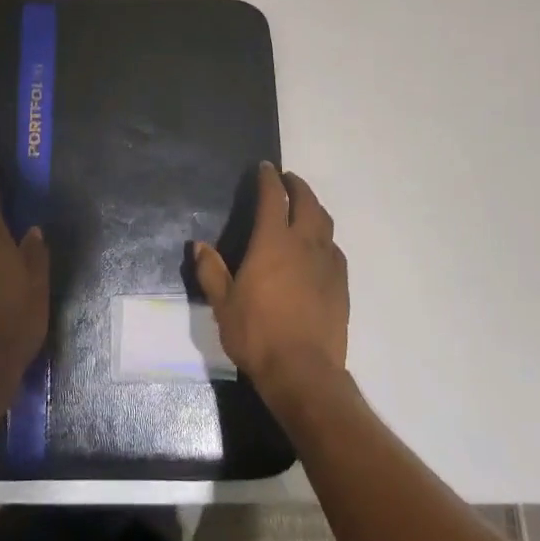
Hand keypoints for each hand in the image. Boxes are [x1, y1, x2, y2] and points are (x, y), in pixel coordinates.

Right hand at [194, 163, 348, 407]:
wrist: (304, 372)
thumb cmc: (257, 334)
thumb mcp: (223, 304)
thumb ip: (211, 271)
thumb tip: (199, 246)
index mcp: (273, 242)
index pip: (273, 198)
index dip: (269, 179)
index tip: (265, 168)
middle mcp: (304, 245)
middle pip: (306, 202)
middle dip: (297, 186)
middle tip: (287, 180)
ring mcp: (327, 264)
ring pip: (325, 223)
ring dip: (314, 207)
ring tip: (304, 207)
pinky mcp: (341, 285)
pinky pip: (334, 249)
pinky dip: (325, 238)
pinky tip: (319, 248)